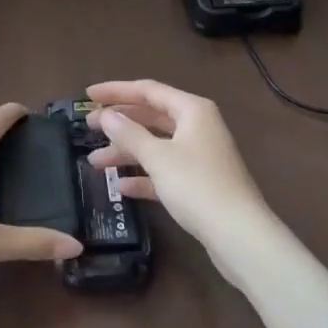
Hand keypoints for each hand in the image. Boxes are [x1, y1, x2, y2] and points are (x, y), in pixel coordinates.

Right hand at [84, 80, 274, 255]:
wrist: (240, 236)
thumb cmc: (197, 186)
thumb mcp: (158, 158)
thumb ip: (129, 134)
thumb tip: (106, 115)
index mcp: (192, 110)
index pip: (147, 90)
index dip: (116, 91)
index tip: (88, 95)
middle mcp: (197, 126)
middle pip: (151, 116)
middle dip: (119, 123)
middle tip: (88, 127)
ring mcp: (199, 155)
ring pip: (156, 145)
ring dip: (126, 152)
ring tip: (95, 163)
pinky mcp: (199, 183)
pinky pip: (164, 170)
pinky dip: (144, 175)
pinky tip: (121, 187)